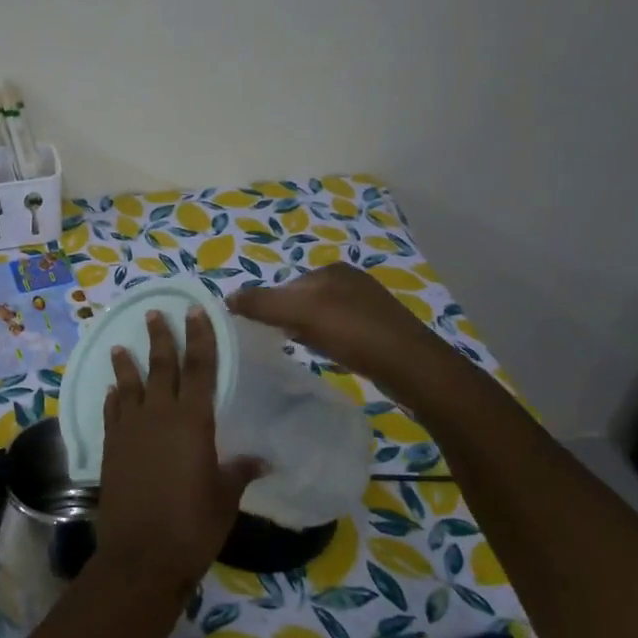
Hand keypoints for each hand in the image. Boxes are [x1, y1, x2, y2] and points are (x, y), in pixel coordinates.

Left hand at [98, 307, 263, 593]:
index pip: (199, 367)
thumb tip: (262, 460)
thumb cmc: (193, 525)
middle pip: (161, 366)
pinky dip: (114, 397)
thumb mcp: (225, 497)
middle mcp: (158, 415)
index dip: (199, 336)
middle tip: (155, 313)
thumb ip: (239, 471)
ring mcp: (130, 430)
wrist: (142, 555)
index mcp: (192, 421)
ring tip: (122, 345)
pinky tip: (113, 390)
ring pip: (129, 385)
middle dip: (161, 338)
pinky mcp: (110, 448)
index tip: (195, 310)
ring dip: (127, 363)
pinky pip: (112, 412)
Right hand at [229, 263, 458, 400]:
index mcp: (333, 269)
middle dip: (289, 320)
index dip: (270, 307)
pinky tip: (332, 356)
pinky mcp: (381, 329)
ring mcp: (369, 304)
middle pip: (302, 300)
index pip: (286, 285)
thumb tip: (226, 298)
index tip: (264, 331)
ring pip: (322, 317)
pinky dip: (329, 342)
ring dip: (308, 332)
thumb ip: (262, 304)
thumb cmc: (353, 333)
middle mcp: (352, 280)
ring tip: (306, 351)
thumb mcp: (299, 314)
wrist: (411, 367)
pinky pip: (341, 331)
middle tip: (282, 344)